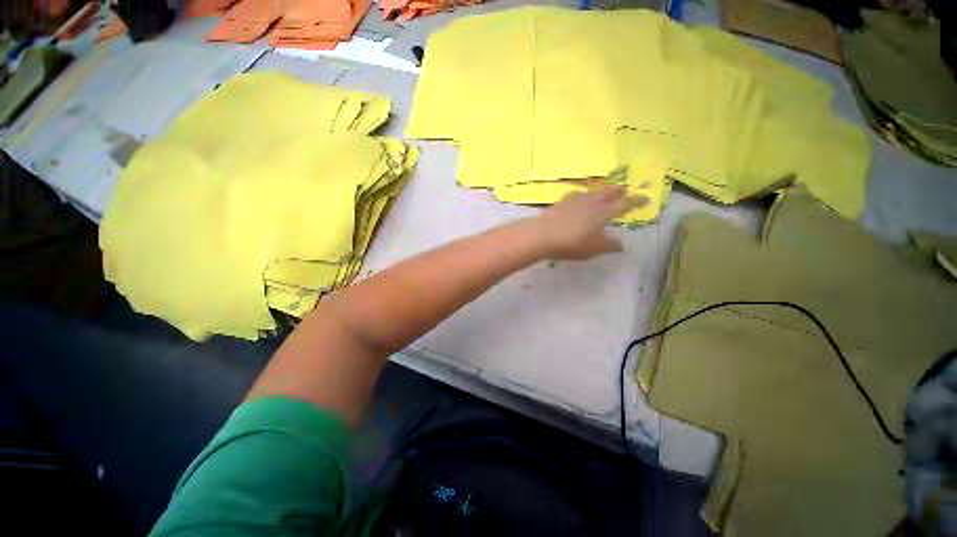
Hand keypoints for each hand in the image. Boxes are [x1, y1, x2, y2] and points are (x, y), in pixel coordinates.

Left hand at [530, 186, 642, 260]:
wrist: (542, 235)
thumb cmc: (571, 244)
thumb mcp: (593, 249)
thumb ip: (609, 246)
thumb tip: (621, 244)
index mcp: (602, 213)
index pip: (623, 206)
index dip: (635, 202)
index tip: (645, 198)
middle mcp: (590, 203)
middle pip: (607, 194)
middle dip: (617, 192)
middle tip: (624, 189)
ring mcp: (574, 201)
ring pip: (592, 192)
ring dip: (600, 190)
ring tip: (604, 190)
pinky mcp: (561, 203)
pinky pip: (576, 195)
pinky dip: (582, 194)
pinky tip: (579, 196)